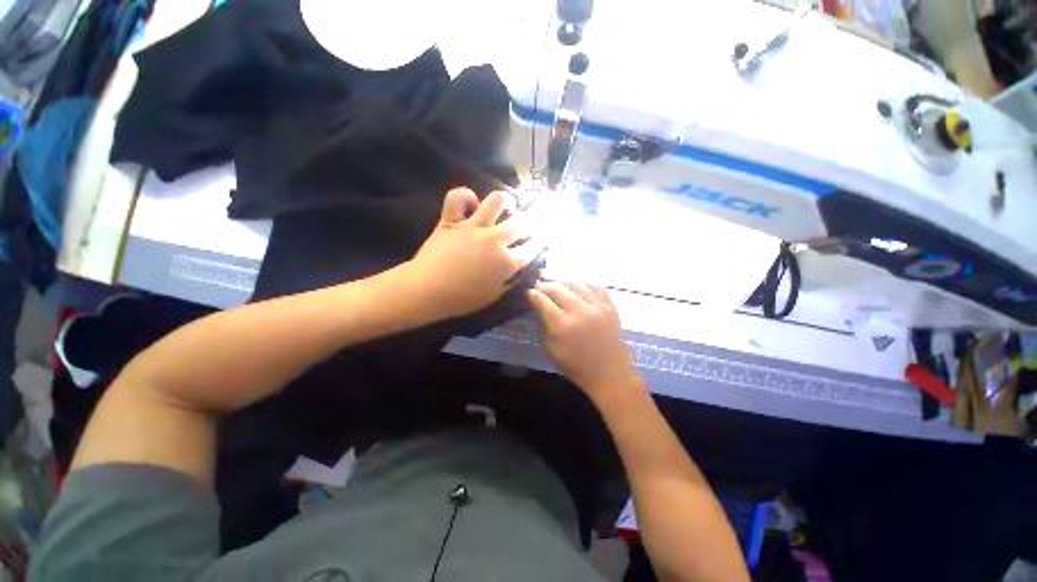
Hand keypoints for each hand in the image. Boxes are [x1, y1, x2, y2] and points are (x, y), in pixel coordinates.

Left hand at [407, 188, 533, 319]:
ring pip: (496, 200)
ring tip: (507, 206)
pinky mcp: (452, 220)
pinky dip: (465, 196)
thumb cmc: (462, 299)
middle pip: (521, 223)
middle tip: (527, 226)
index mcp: (506, 262)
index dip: (539, 243)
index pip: (531, 249)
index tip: (542, 239)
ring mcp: (473, 226)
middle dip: (529, 224)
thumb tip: (516, 272)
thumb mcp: (493, 296)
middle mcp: (495, 239)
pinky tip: (471, 203)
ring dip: (506, 201)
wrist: (427, 290)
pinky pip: (457, 197)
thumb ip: (508, 282)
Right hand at [527, 280, 642, 400]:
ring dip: (561, 279)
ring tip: (552, 277)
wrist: (610, 374)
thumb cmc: (576, 366)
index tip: (527, 291)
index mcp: (563, 326)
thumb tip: (540, 309)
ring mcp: (597, 307)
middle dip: (544, 283)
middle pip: (558, 288)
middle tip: (537, 281)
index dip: (533, 294)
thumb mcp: (551, 350)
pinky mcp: (610, 307)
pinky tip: (576, 282)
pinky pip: (596, 286)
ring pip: (575, 283)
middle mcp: (580, 312)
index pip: (543, 301)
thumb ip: (544, 327)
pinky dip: (584, 282)